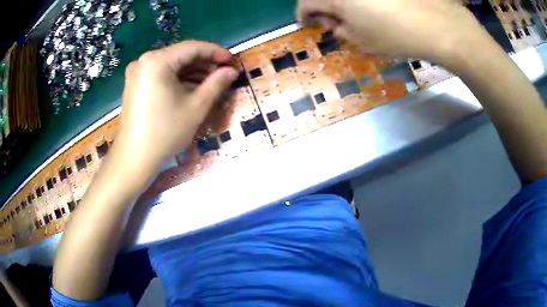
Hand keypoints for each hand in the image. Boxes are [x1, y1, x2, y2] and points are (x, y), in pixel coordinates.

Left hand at [114, 41, 238, 174]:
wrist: (134, 158)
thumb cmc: (165, 132)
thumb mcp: (195, 107)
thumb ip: (216, 84)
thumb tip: (232, 71)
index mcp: (157, 61)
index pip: (193, 48)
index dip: (216, 52)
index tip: (232, 61)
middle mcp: (144, 61)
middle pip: (180, 55)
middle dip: (204, 63)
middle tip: (223, 74)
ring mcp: (137, 72)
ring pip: (171, 65)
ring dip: (191, 71)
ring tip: (211, 82)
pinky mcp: (134, 84)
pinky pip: (160, 74)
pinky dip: (177, 78)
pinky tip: (191, 88)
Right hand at [297, 0, 487, 64]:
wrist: (439, 26)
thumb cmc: (398, 36)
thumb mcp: (363, 41)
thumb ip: (341, 30)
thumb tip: (335, 23)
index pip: (307, 1)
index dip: (304, 14)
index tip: (307, 23)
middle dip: (324, 8)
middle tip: (336, 23)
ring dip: (342, 3)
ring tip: (357, 17)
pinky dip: (361, 1)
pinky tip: (373, 8)